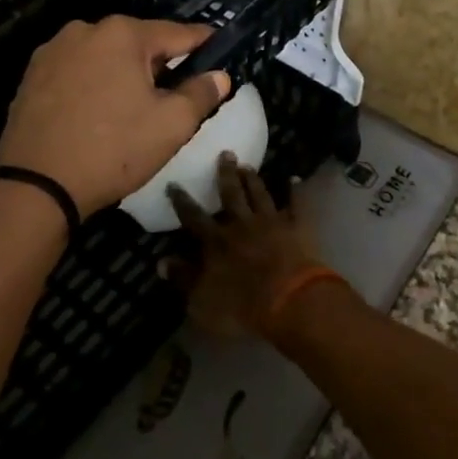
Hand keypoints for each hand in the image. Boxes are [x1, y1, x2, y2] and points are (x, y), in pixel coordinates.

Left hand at [0, 17, 230, 218]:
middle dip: (159, 65)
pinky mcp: (32, 75)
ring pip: (105, 57)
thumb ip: (201, 94)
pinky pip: (77, 72)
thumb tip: (219, 76)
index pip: (177, 33)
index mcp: (122, 33)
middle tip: (174, 96)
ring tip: (133, 110)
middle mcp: (85, 30)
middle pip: (138, 43)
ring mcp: (53, 51)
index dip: (202, 43)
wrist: (36, 186)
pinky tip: (97, 115)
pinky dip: (94, 85)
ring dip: (123, 75)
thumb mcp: (171, 125)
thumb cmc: (113, 150)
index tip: (219, 49)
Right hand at [168, 155, 323, 337]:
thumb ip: (183, 278)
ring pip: (260, 195)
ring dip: (253, 180)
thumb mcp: (201, 300)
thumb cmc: (241, 306)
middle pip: (231, 194)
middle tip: (225, 153)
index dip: (182, 201)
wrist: (289, 301)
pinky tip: (294, 178)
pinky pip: (296, 205)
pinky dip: (295, 191)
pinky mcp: (296, 228)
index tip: (174, 183)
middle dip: (226, 174)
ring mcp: (271, 223)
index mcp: (216, 241)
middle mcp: (242, 224)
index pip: (194, 217)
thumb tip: (161, 261)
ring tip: (247, 165)